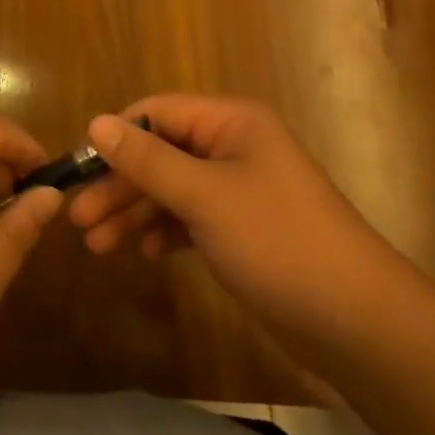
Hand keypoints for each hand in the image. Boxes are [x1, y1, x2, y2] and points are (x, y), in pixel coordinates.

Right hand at [68, 95, 390, 339]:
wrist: (357, 322)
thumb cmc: (277, 241)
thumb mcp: (204, 196)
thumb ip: (147, 160)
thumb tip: (94, 122)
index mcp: (230, 122)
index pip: (157, 112)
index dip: (116, 137)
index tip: (79, 171)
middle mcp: (233, 147)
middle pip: (161, 154)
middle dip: (120, 185)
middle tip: (77, 220)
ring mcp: (239, 190)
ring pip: (172, 190)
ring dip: (134, 213)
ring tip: (96, 245)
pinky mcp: (242, 230)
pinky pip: (191, 219)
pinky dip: (165, 232)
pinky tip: (146, 254)